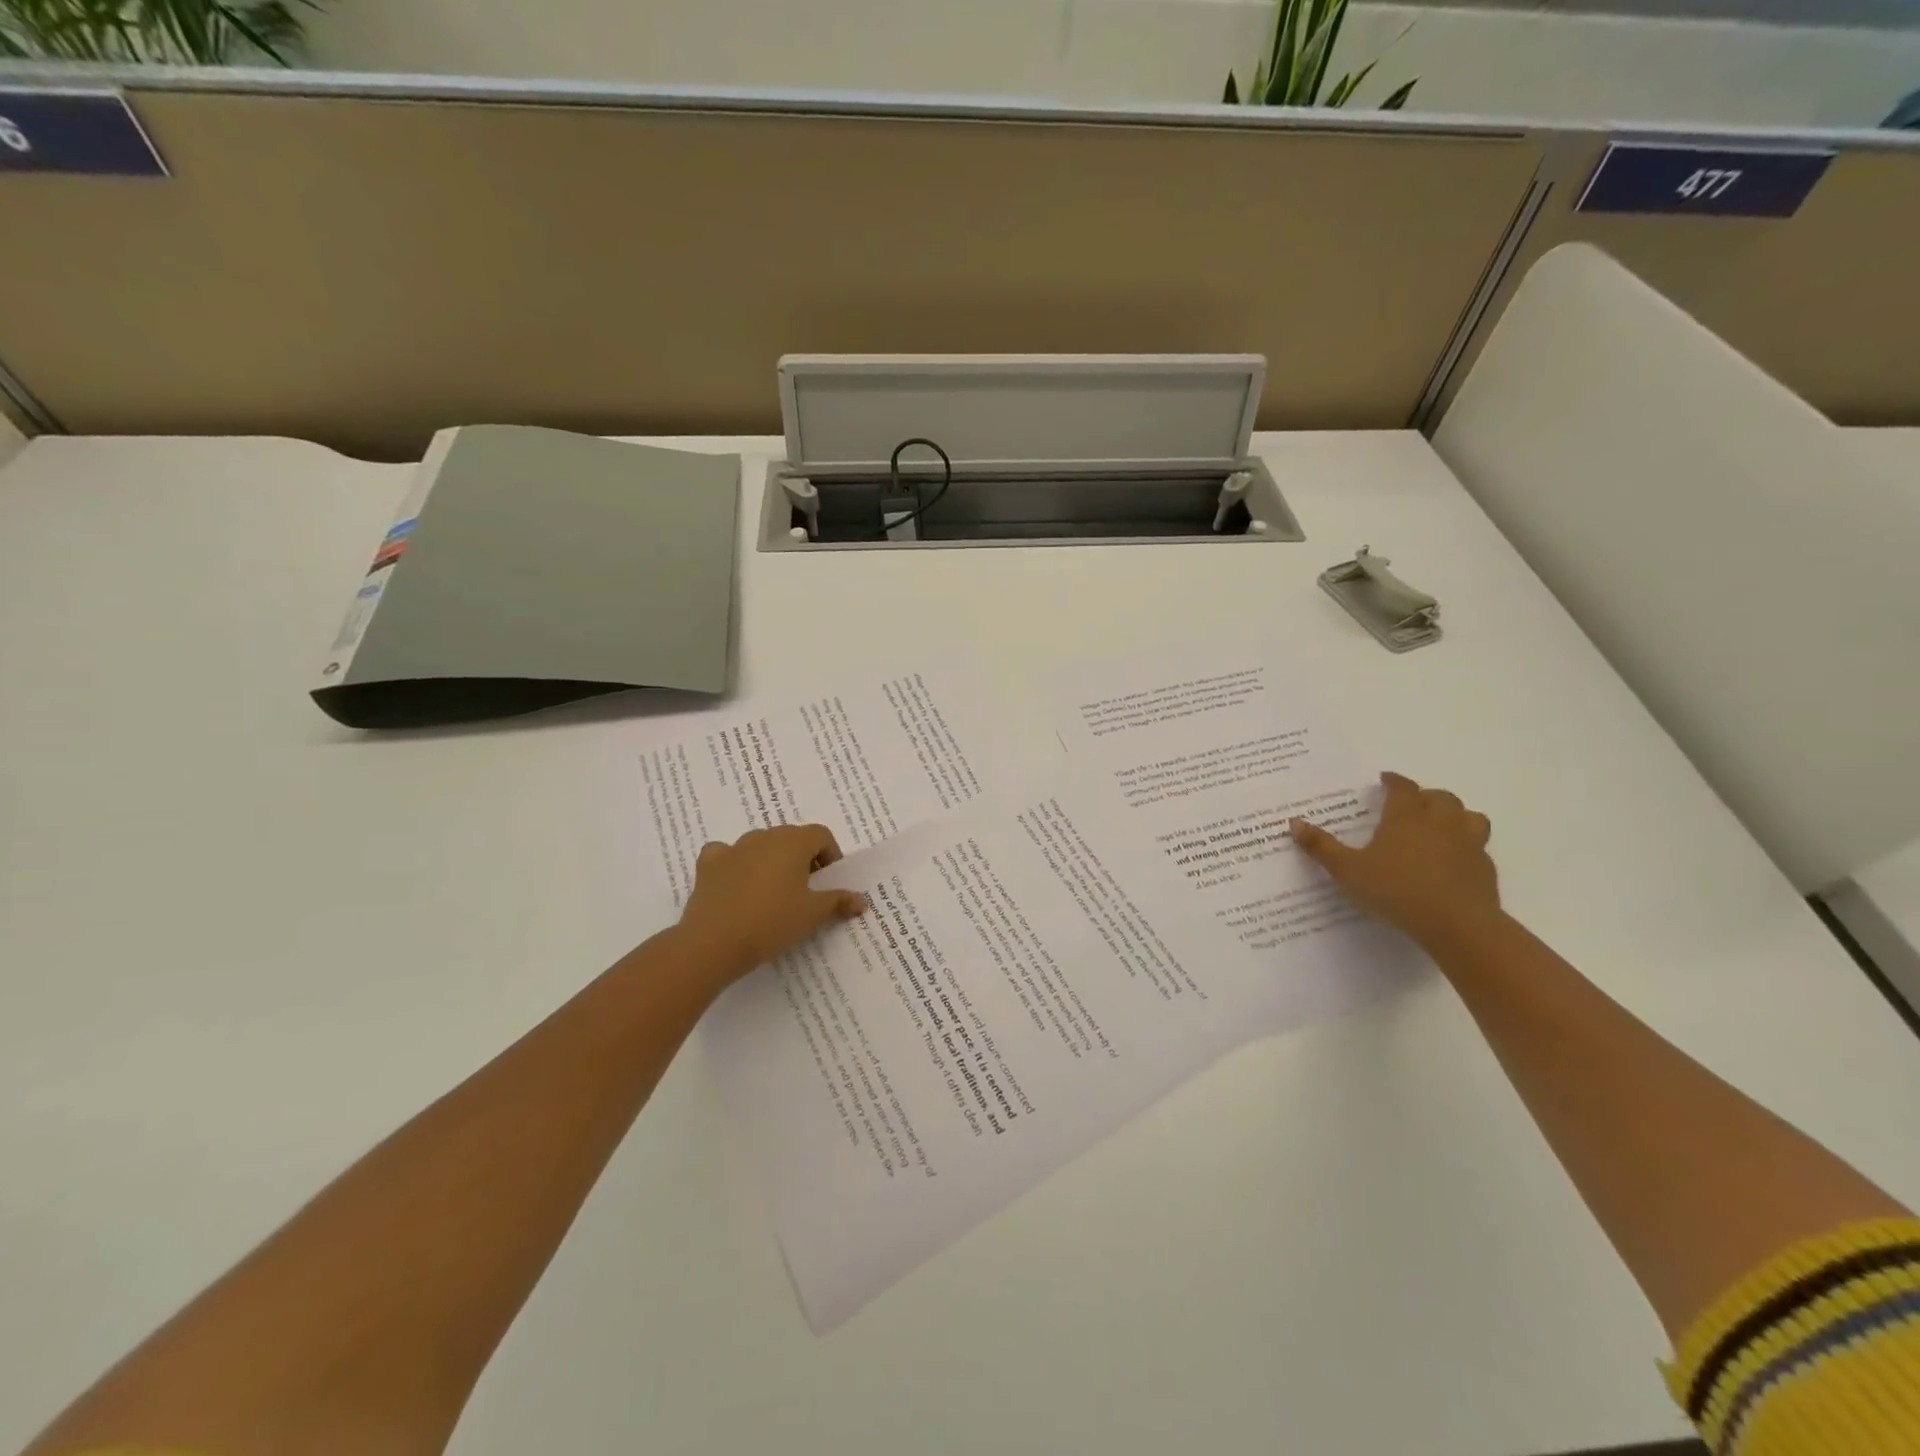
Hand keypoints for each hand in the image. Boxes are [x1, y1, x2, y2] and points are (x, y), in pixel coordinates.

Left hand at [676, 824, 868, 979]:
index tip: (829, 881)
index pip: (821, 834)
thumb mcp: (813, 915)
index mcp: (793, 842)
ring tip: (773, 892)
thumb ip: (838, 901)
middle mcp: (763, 837)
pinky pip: (726, 855)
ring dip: (771, 860)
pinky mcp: (708, 865)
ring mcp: (733, 848)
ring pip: (760, 845)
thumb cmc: (772, 922)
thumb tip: (861, 901)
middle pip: (791, 837)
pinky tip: (737, 884)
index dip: (830, 854)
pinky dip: (735, 864)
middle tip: (806, 889)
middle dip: (803, 857)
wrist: (713, 942)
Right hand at [1290, 772, 1499, 951]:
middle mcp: (1440, 823)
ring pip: (1469, 817)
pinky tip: (1454, 861)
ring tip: (1442, 825)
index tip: (1386, 780)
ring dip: (1456, 815)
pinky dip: (1467, 846)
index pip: (1403, 788)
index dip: (1394, 781)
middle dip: (1425, 796)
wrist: (1457, 924)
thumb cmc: (1396, 890)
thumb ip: (1321, 847)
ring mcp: (1468, 845)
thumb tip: (1294, 822)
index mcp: (1406, 817)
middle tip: (1412, 803)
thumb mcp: (1348, 870)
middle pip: (1440, 797)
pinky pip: (1479, 847)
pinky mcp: (1485, 869)